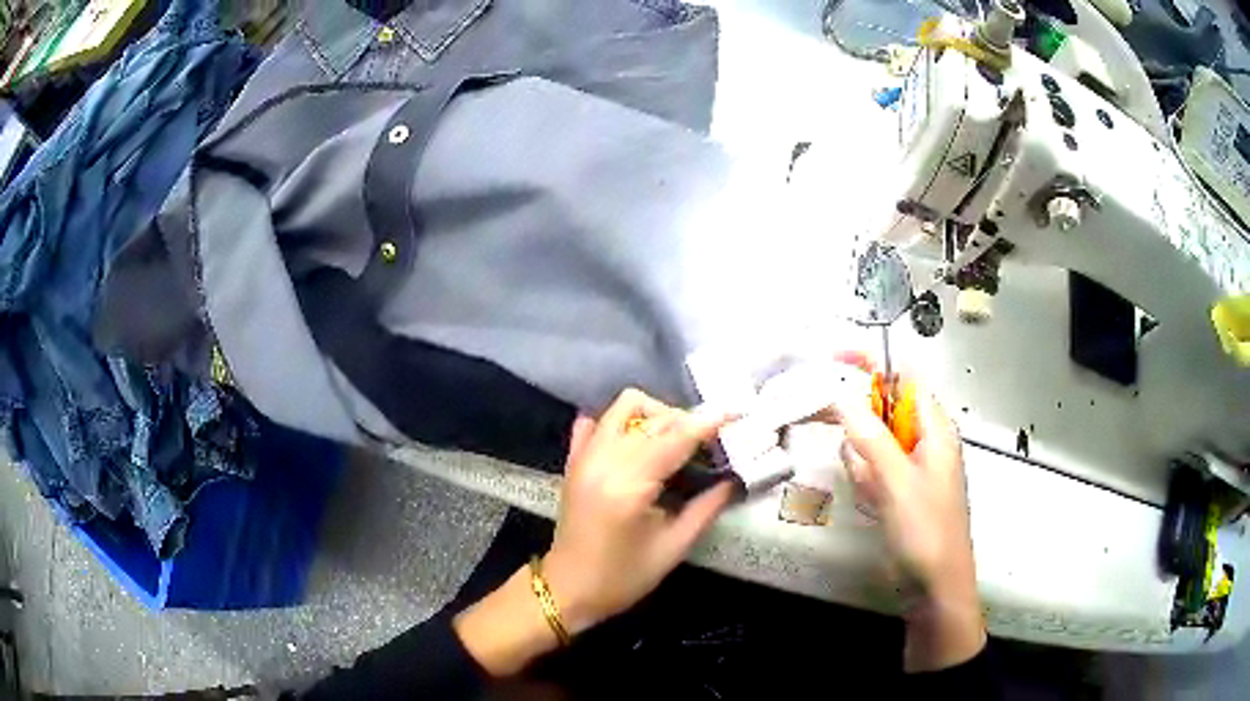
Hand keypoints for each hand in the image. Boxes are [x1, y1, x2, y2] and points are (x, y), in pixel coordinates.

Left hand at [454, 390, 734, 675]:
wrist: (568, 588)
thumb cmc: (622, 577)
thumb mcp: (673, 548)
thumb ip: (707, 508)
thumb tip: (736, 479)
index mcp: (628, 486)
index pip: (675, 437)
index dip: (709, 423)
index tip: (738, 414)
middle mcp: (603, 460)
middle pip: (653, 417)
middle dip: (689, 421)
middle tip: (714, 442)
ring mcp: (584, 456)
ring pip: (625, 407)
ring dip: (657, 414)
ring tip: (678, 439)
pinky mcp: (574, 459)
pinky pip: (598, 421)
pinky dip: (622, 422)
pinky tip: (639, 442)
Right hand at [833, 370, 984, 670]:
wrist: (935, 586)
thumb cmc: (927, 530)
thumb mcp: (898, 483)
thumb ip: (870, 438)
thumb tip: (842, 396)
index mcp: (934, 428)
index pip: (903, 379)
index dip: (872, 364)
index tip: (833, 360)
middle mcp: (924, 440)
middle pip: (882, 412)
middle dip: (861, 430)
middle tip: (845, 445)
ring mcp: (911, 466)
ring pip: (872, 444)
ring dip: (863, 464)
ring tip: (874, 493)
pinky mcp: (898, 489)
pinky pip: (872, 471)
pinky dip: (866, 483)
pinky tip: (874, 504)